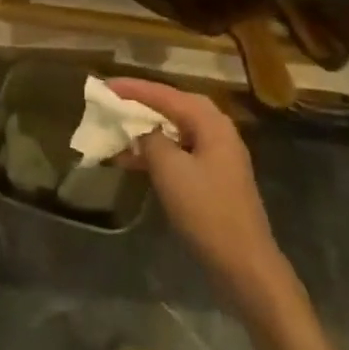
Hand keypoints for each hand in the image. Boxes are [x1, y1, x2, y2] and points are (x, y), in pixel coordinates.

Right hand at [108, 79, 289, 304]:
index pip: (166, 95)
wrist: (244, 264)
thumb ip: (151, 140)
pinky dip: (155, 153)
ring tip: (114, 132)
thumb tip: (142, 128)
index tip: (104, 85)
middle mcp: (217, 132)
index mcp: (211, 123)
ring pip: (175, 132)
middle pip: (173, 108)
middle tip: (111, 102)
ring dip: (145, 131)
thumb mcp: (171, 170)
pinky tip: (132, 161)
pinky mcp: (212, 179)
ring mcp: (216, 157)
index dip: (133, 89)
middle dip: (141, 105)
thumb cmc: (207, 211)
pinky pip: (178, 153)